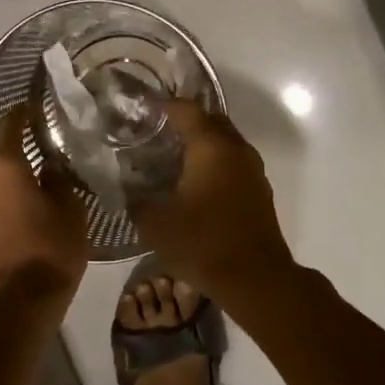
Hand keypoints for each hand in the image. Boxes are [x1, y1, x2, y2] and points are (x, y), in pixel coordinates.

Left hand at [0, 107, 88, 304]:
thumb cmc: (51, 250)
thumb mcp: (71, 210)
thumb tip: (49, 166)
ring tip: (9, 156)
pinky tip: (4, 187)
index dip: (20, 112)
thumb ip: (59, 180)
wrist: (18, 301)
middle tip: (12, 126)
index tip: (32, 107)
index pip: (8, 124)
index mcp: (4, 166)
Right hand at [132, 100, 294, 292]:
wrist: (255, 279)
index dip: (163, 105)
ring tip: (173, 154)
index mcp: (210, 146)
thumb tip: (125, 186)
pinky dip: (214, 162)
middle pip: (210, 120)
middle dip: (185, 120)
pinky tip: (195, 181)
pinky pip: (233, 162)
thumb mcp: (155, 224)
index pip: (185, 109)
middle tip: (156, 130)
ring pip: (225, 141)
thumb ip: (135, 199)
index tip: (142, 108)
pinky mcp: (259, 190)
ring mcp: (252, 169)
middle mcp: (235, 148)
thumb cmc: (202, 243)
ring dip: (202, 142)